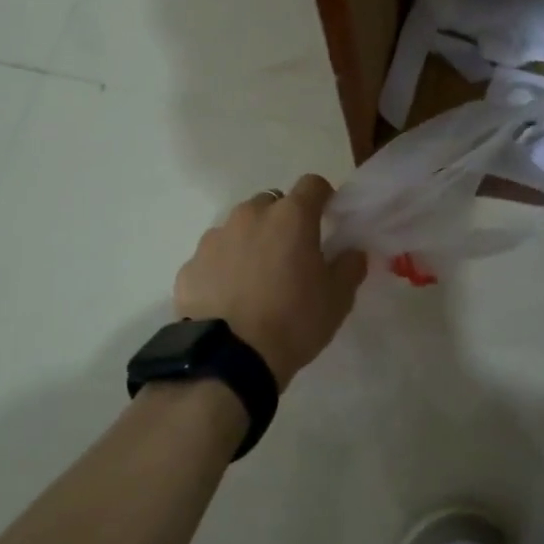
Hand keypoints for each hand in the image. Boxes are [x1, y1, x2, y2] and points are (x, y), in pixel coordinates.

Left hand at [174, 174, 366, 389]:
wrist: (229, 358)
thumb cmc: (293, 321)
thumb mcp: (338, 299)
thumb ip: (350, 266)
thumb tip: (352, 251)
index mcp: (291, 216)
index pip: (312, 184)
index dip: (322, 198)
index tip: (327, 219)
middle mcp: (250, 215)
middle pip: (272, 203)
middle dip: (283, 221)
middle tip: (291, 256)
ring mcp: (215, 237)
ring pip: (239, 227)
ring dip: (251, 242)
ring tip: (256, 280)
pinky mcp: (190, 264)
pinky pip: (214, 256)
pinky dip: (224, 267)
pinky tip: (230, 298)